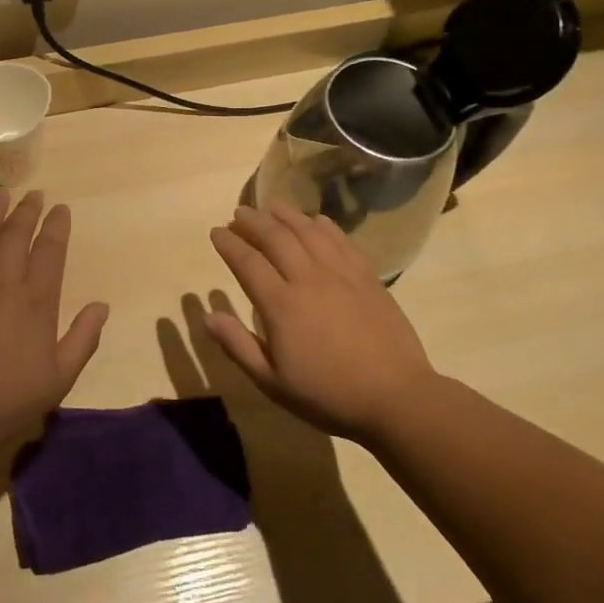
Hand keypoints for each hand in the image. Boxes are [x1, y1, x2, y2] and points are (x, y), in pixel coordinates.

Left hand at [0, 190, 108, 450]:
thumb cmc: (7, 400)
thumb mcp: (58, 378)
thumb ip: (83, 339)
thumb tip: (101, 305)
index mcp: (35, 301)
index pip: (50, 251)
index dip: (56, 226)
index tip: (60, 209)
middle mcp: (1, 282)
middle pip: (15, 234)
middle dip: (27, 211)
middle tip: (34, 194)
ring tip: (0, 194)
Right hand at [207, 200, 436, 444]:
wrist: (396, 398)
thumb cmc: (328, 395)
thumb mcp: (272, 382)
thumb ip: (238, 345)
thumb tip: (207, 315)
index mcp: (281, 305)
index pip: (247, 262)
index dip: (229, 243)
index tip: (217, 232)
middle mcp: (308, 279)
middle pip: (275, 237)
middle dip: (253, 221)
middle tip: (239, 212)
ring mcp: (340, 274)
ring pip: (308, 231)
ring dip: (286, 214)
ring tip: (271, 204)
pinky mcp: (366, 276)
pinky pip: (341, 240)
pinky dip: (323, 225)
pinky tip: (315, 220)